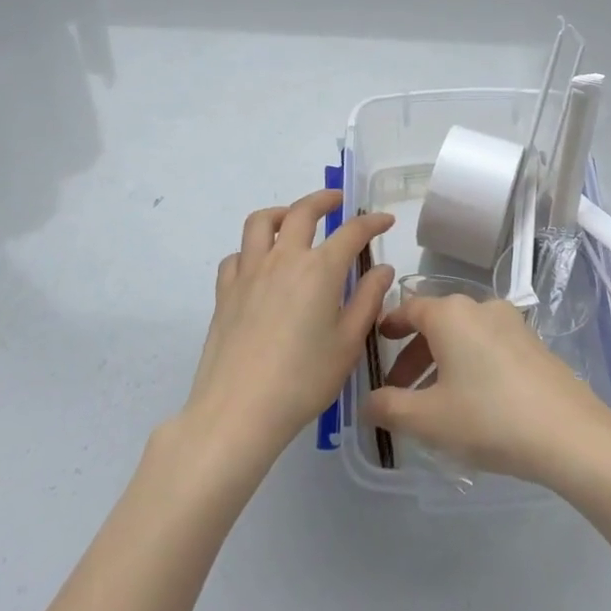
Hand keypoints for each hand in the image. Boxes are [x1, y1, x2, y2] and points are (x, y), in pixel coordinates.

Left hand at [179, 190, 393, 463]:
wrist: (239, 411)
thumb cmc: (303, 380)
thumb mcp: (348, 344)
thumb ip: (367, 300)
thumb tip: (381, 269)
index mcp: (320, 269)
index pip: (352, 232)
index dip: (372, 222)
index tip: (385, 221)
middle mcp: (284, 259)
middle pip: (303, 211)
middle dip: (324, 200)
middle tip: (337, 202)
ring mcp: (249, 272)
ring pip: (261, 222)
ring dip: (282, 213)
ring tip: (292, 220)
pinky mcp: (225, 291)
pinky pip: (237, 255)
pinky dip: (251, 250)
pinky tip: (259, 265)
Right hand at [364, 290, 610, 490]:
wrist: (568, 433)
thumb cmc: (488, 418)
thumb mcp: (428, 419)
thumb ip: (390, 407)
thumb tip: (368, 402)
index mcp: (450, 314)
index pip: (409, 308)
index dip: (389, 325)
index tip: (376, 344)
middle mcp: (480, 307)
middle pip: (436, 323)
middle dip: (413, 355)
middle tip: (399, 390)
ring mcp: (512, 323)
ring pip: (463, 336)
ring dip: (442, 362)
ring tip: (434, 404)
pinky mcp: (533, 343)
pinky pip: (488, 345)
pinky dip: (470, 364)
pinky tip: (472, 403)